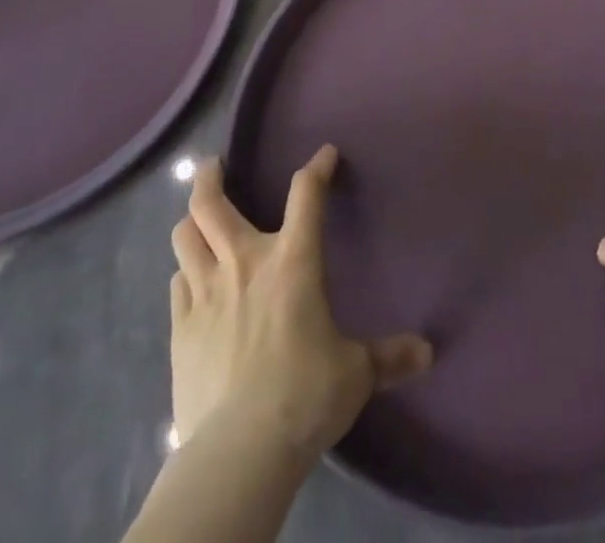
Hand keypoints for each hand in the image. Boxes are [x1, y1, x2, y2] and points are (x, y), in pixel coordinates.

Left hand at [170, 146, 432, 461]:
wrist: (241, 450)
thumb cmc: (306, 395)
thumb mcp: (356, 373)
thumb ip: (389, 357)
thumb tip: (427, 354)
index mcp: (293, 261)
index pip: (306, 194)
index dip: (317, 168)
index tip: (325, 155)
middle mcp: (244, 263)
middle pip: (212, 205)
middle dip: (209, 178)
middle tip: (212, 166)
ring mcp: (205, 293)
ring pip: (185, 237)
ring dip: (191, 222)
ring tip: (197, 220)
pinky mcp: (180, 329)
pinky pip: (177, 283)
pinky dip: (185, 273)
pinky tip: (190, 280)